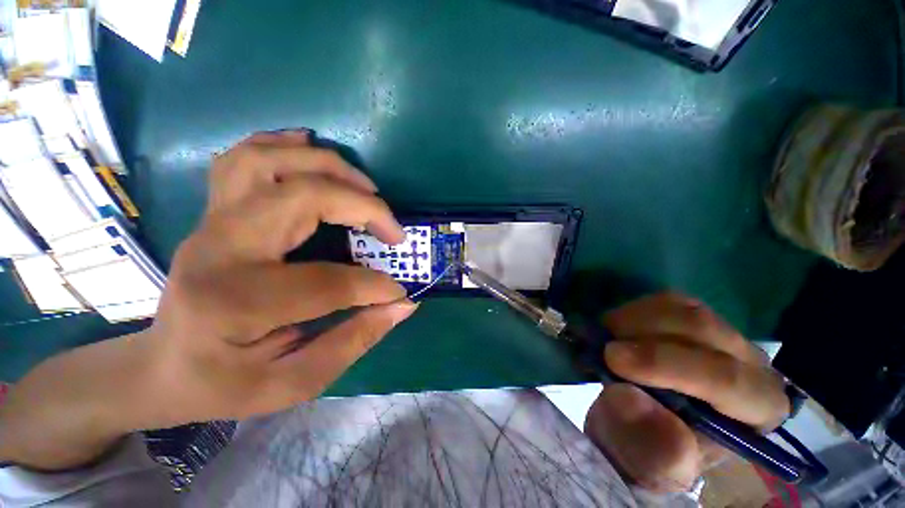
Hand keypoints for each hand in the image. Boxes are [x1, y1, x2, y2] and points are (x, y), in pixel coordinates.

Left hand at [148, 130, 417, 422]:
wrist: (160, 367)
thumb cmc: (223, 383)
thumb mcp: (292, 384)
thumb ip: (353, 342)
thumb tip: (403, 306)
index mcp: (235, 303)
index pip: (327, 282)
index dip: (376, 287)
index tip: (399, 293)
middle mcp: (220, 249)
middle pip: (302, 198)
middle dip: (363, 207)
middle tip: (393, 230)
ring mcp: (211, 222)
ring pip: (270, 162)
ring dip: (329, 167)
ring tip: (366, 188)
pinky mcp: (214, 213)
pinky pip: (243, 157)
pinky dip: (284, 146)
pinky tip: (312, 152)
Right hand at [583, 294, 789, 492]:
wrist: (646, 425)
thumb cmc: (653, 451)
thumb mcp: (649, 466)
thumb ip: (649, 446)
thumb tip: (629, 397)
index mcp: (758, 410)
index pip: (727, 379)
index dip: (665, 364)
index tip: (611, 358)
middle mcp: (752, 364)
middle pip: (703, 331)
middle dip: (643, 335)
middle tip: (601, 347)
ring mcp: (724, 334)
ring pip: (683, 308)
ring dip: (634, 319)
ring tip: (607, 339)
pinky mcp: (695, 317)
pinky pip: (666, 300)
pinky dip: (634, 310)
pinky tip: (619, 329)